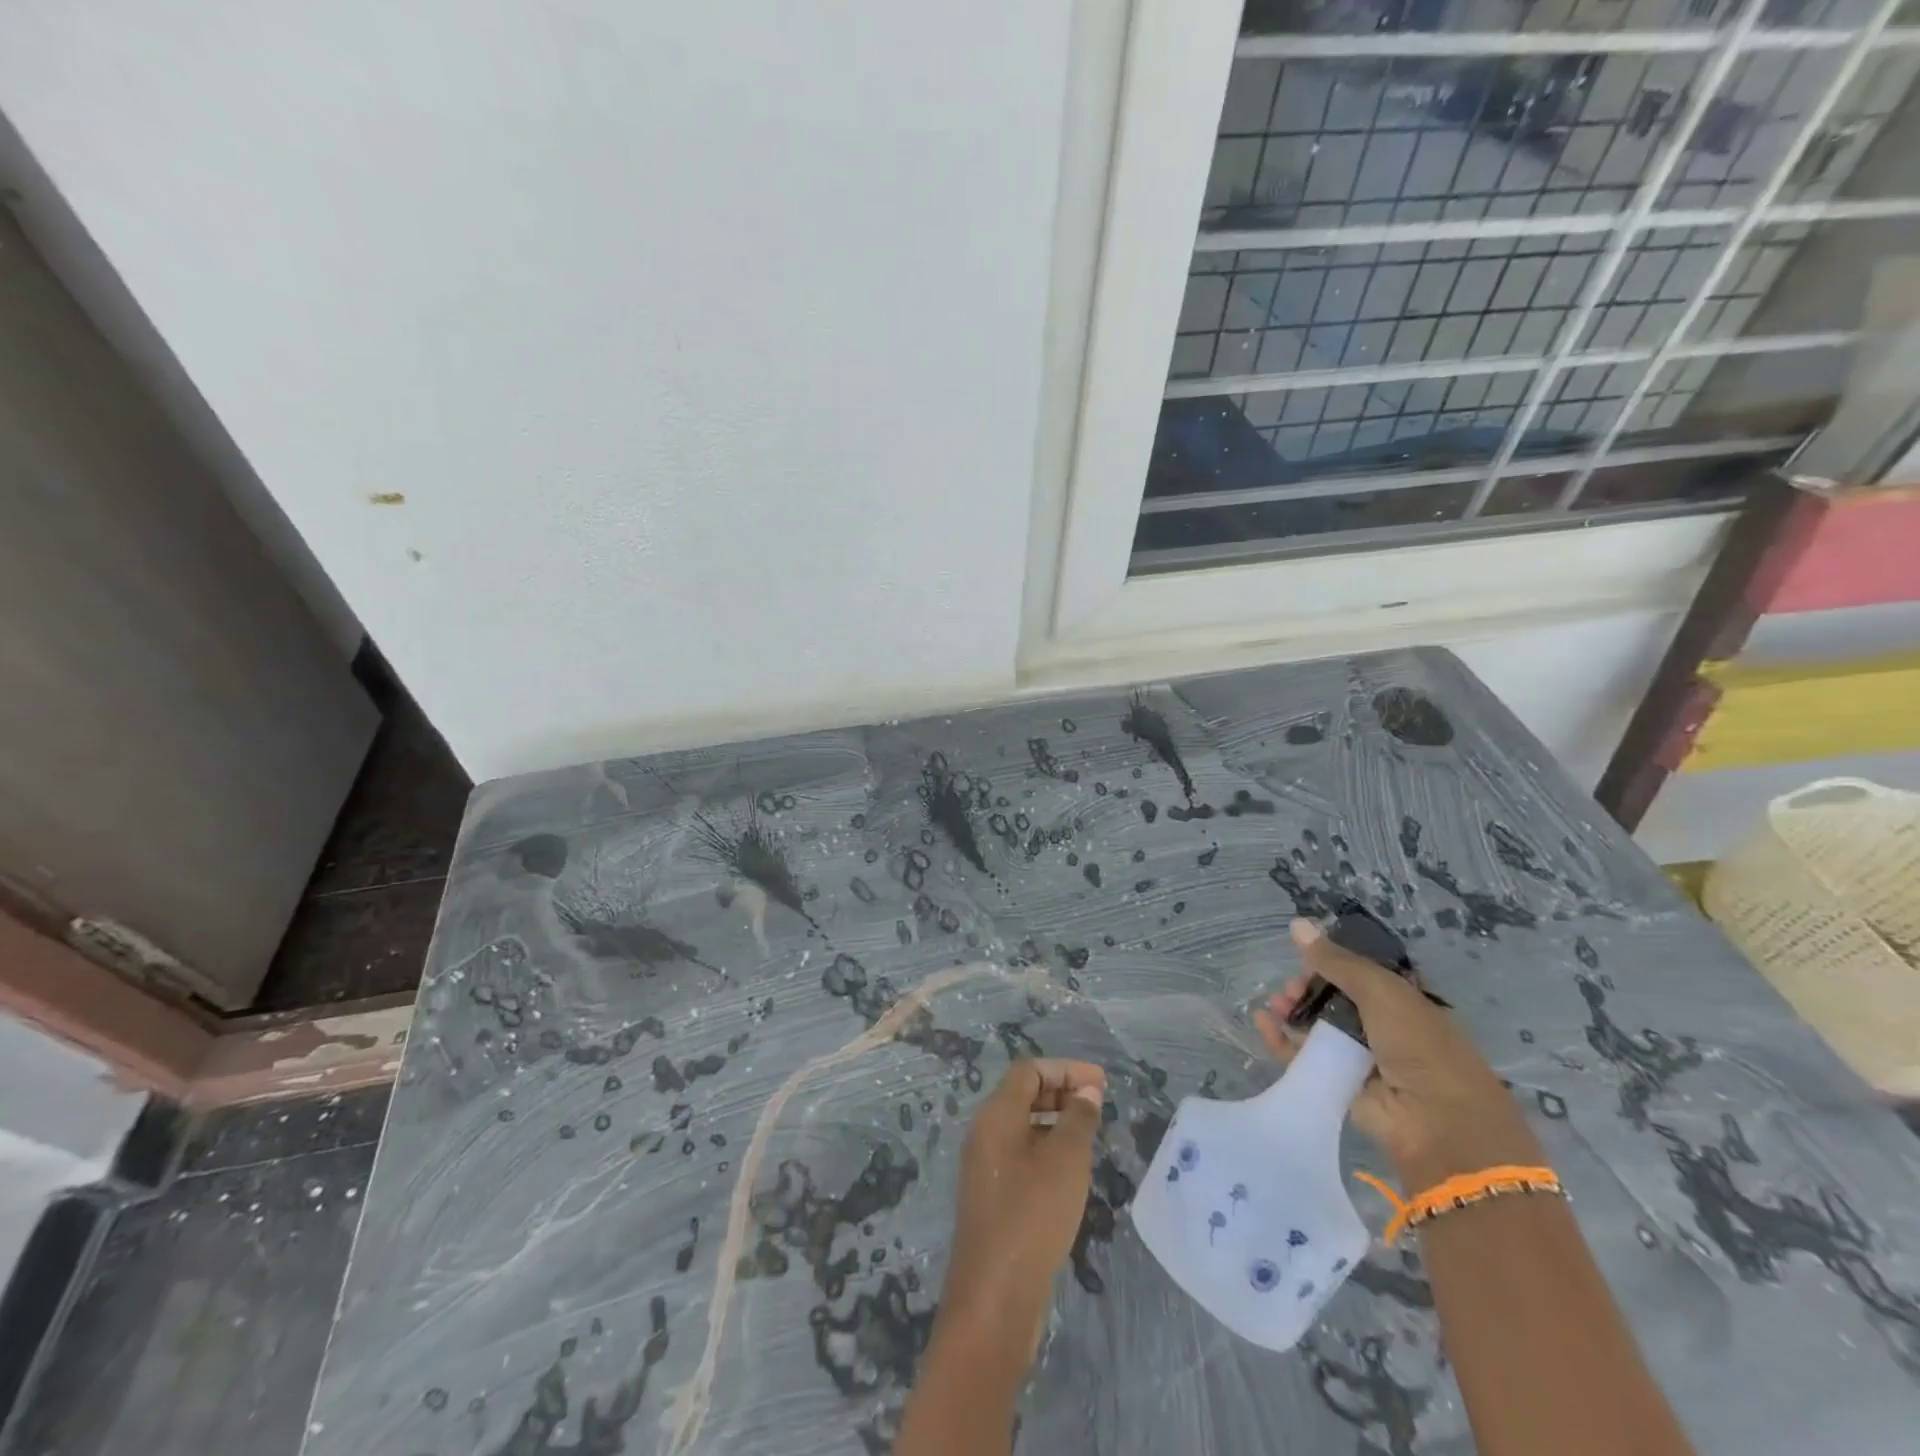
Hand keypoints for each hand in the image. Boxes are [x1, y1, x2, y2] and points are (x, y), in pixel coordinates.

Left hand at [941, 1059, 1105, 1353]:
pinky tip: (1071, 1171)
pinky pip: (1020, 1153)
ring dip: (1055, 1121)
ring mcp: (985, 1165)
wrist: (995, 1296)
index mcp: (996, 1115)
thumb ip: (1078, 1119)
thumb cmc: (1033, 1215)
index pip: (1029, 1070)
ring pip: (1022, 1125)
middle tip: (1098, 1104)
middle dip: (1061, 1091)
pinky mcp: (991, 1195)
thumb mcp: (1066, 1160)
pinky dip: (1046, 1148)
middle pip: (1022, 1094)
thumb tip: (1086, 1091)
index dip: (1065, 1069)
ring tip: (1090, 1135)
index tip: (1101, 1082)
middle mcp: (984, 1132)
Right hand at [1254, 919, 1541, 1186]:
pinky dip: (1281, 1040)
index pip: (1359, 973)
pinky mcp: (1338, 1084)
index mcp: (1403, 1001)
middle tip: (1290, 988)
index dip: (1331, 962)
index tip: (1306, 957)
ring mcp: (1360, 1057)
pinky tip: (1262, 1022)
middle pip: (1333, 998)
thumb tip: (1296, 924)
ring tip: (1275, 1005)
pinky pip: (1303, 1057)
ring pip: (1316, 1026)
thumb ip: (1336, 960)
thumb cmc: (1420, 1046)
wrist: (1438, 1124)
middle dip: (1306, 987)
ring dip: (1292, 1011)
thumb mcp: (1381, 990)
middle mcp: (1382, 1027)